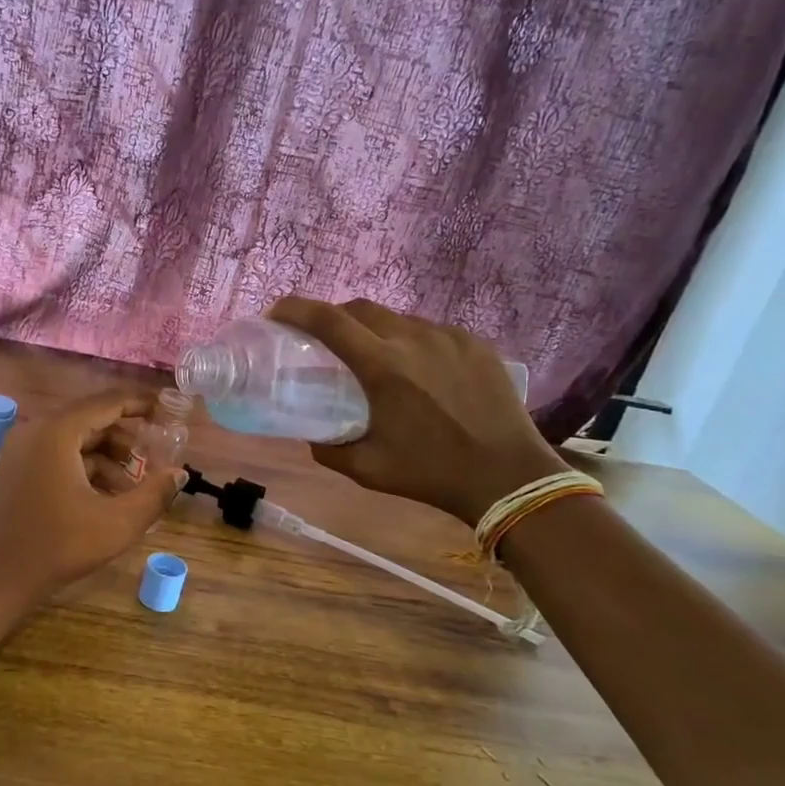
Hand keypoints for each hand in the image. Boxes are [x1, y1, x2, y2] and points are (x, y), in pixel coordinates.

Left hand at [0, 391, 185, 608]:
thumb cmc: (57, 547)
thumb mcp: (117, 523)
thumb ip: (154, 494)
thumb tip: (179, 473)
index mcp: (57, 432)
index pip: (107, 402)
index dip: (141, 404)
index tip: (168, 411)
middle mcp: (36, 431)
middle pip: (91, 419)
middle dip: (127, 437)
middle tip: (157, 455)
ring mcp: (22, 450)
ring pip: (76, 440)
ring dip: (109, 457)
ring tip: (138, 484)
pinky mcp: (17, 470)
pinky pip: (59, 456)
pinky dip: (86, 468)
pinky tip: (109, 496)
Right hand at [266, 297, 560, 524]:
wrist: (508, 477)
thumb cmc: (430, 473)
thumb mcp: (366, 468)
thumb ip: (328, 447)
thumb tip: (310, 432)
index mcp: (382, 366)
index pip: (327, 320)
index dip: (295, 310)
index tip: (277, 314)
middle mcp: (413, 339)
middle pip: (360, 308)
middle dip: (333, 316)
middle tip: (322, 340)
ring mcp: (448, 337)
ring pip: (397, 319)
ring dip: (374, 331)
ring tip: (373, 359)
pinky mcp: (474, 344)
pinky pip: (430, 332)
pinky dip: (410, 342)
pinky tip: (416, 371)